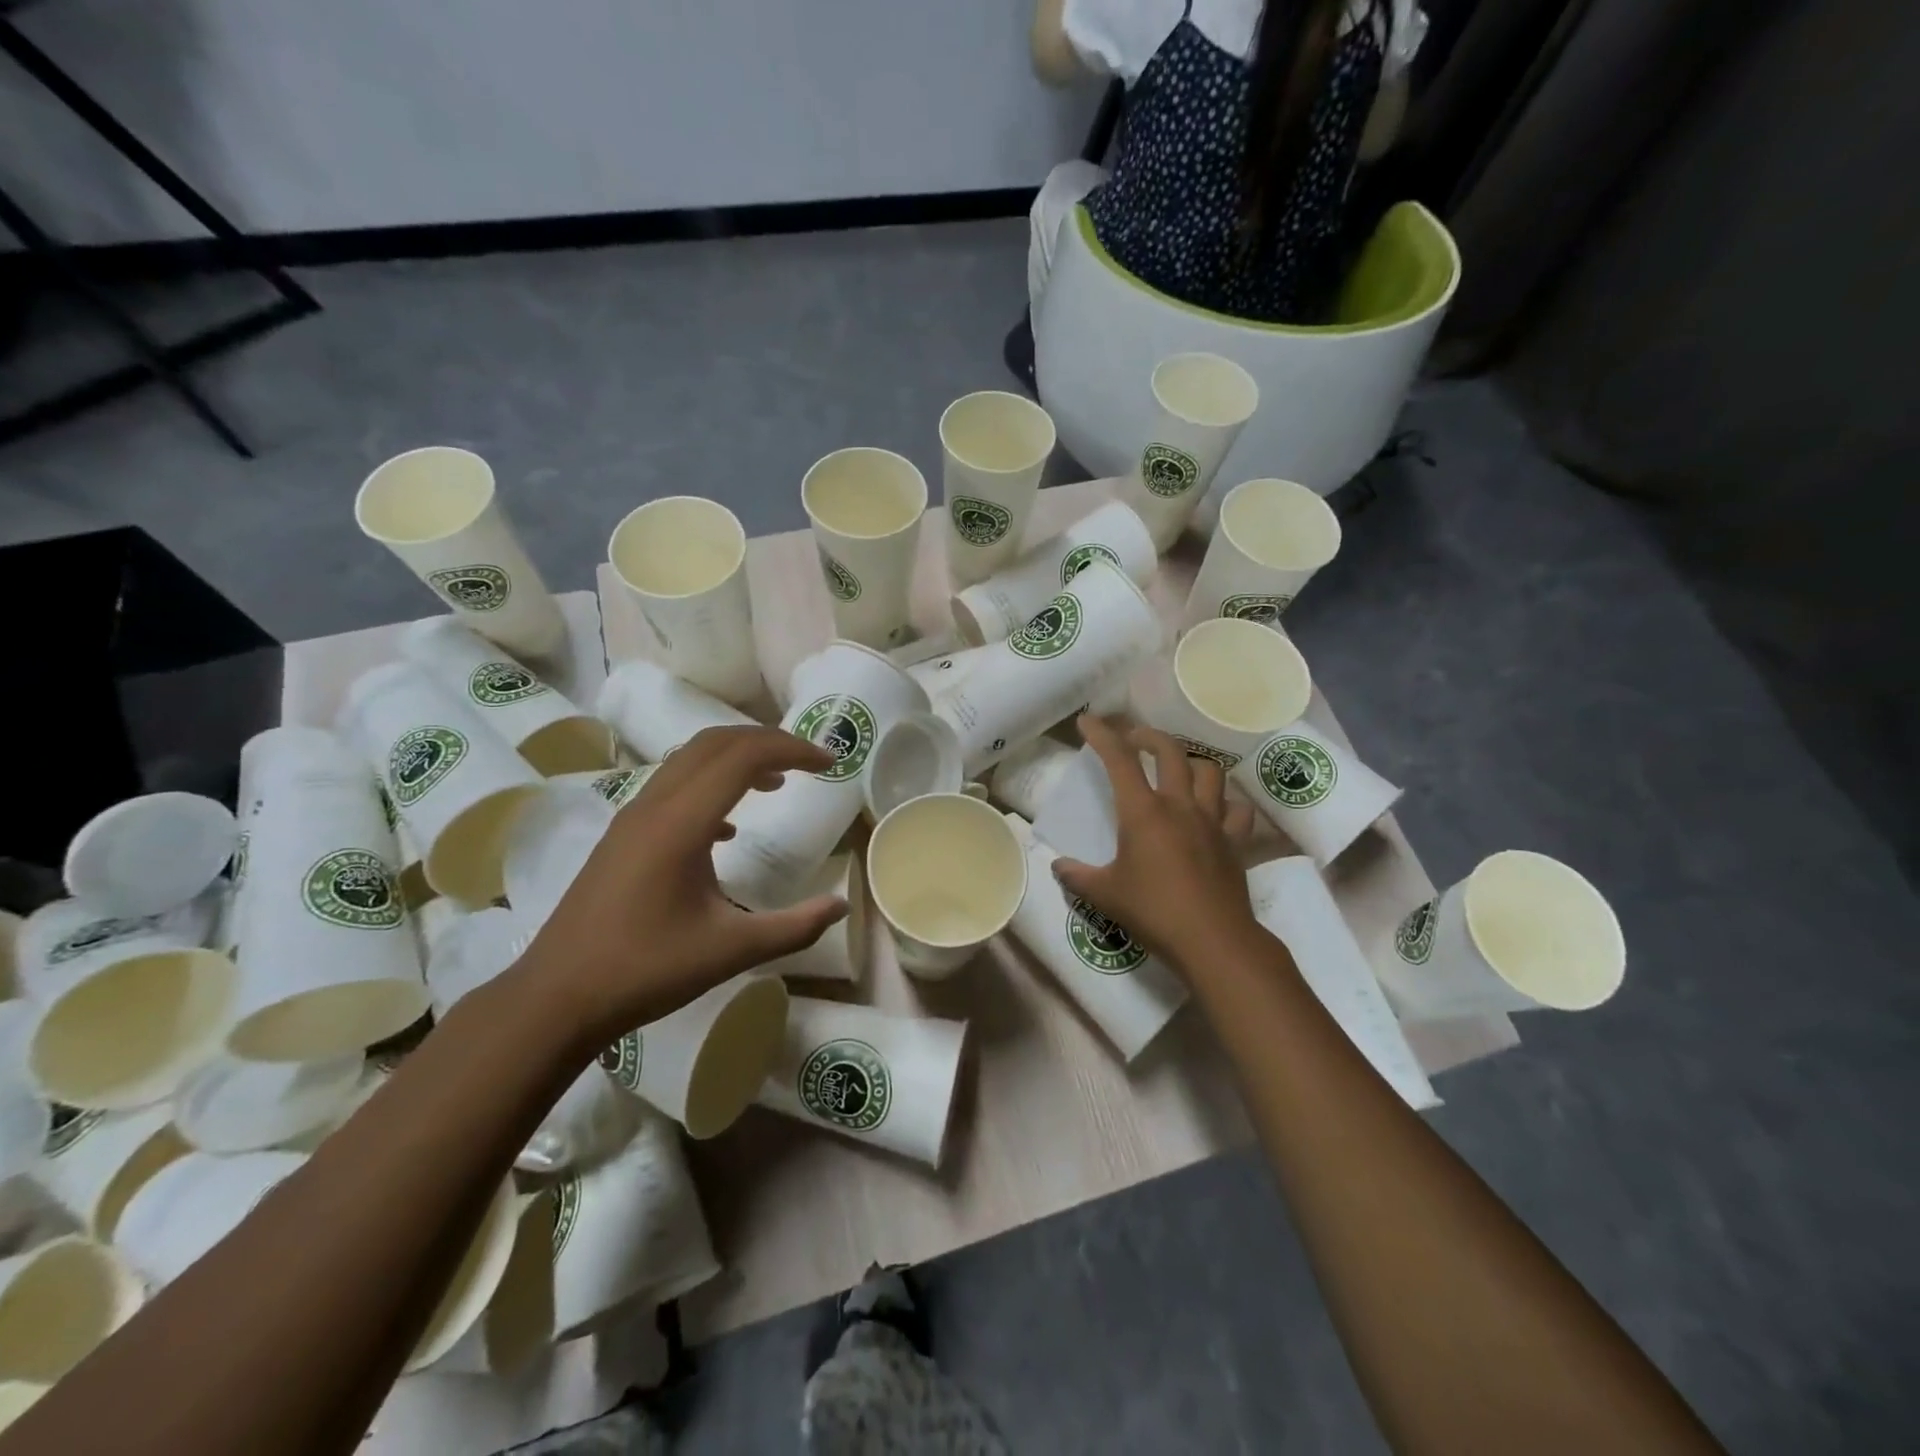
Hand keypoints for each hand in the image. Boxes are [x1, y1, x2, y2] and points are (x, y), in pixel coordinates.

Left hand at [517, 725, 847, 1046]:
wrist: (556, 999)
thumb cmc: (646, 971)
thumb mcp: (732, 952)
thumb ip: (794, 927)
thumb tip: (841, 905)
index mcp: (681, 823)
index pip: (744, 756)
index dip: (792, 749)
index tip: (830, 763)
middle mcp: (654, 806)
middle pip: (716, 743)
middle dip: (768, 742)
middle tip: (809, 761)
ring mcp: (633, 818)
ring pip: (691, 760)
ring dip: (738, 759)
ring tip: (778, 783)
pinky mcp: (623, 836)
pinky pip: (674, 787)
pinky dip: (712, 786)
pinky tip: (728, 830)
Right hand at [1052, 716, 1259, 973]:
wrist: (1213, 940)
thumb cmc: (1154, 912)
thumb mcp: (1105, 895)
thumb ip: (1077, 877)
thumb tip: (1058, 867)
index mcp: (1143, 812)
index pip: (1119, 759)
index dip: (1101, 735)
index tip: (1087, 721)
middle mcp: (1180, 806)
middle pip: (1170, 752)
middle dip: (1148, 736)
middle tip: (1133, 738)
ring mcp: (1212, 821)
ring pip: (1209, 771)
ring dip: (1191, 762)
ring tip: (1178, 769)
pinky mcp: (1234, 841)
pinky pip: (1237, 810)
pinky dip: (1226, 802)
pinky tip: (1216, 809)